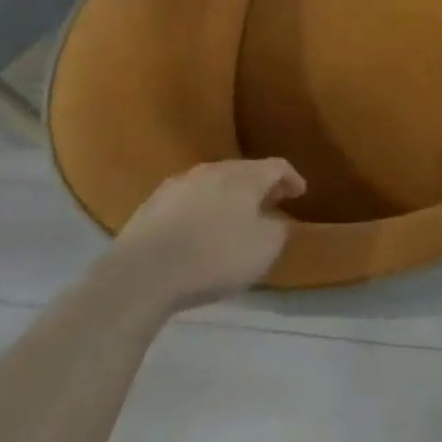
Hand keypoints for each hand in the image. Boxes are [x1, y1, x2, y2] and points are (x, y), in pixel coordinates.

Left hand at [111, 159, 305, 308]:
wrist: (141, 274)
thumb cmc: (214, 258)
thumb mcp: (264, 249)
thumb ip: (278, 230)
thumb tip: (275, 221)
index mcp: (244, 177)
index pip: (277, 166)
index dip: (292, 178)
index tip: (300, 192)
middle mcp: (212, 171)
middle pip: (244, 171)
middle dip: (260, 185)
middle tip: (270, 203)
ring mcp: (178, 185)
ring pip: (213, 183)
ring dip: (229, 196)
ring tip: (235, 217)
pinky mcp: (152, 205)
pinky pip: (188, 200)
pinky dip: (202, 209)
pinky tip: (200, 230)